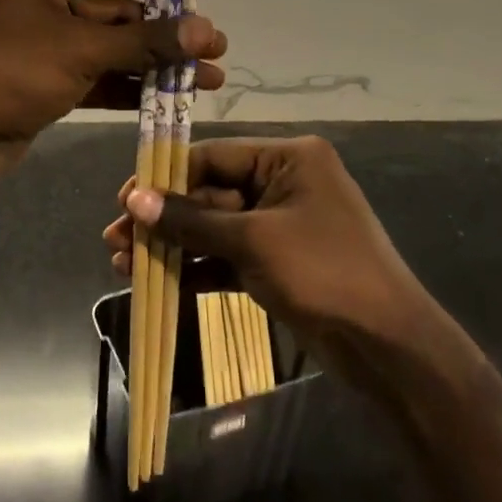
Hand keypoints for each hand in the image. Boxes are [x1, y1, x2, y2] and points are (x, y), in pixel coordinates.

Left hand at [0, 0, 226, 185]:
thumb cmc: (7, 69)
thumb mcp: (80, 49)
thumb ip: (145, 41)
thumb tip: (206, 32)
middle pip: (116, 9)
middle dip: (165, 31)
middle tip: (215, 46)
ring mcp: (42, 40)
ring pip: (110, 47)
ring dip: (154, 63)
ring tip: (209, 78)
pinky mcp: (45, 79)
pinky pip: (96, 74)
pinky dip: (130, 86)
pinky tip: (172, 96)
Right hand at [103, 136, 439, 359]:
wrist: (386, 345)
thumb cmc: (324, 273)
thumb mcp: (253, 241)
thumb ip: (191, 220)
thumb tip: (134, 199)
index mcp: (289, 158)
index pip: (213, 156)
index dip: (165, 177)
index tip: (124, 200)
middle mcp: (285, 183)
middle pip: (209, 194)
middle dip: (163, 219)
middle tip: (115, 239)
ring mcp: (281, 226)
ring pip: (214, 229)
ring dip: (173, 246)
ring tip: (123, 264)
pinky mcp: (278, 263)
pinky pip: (228, 257)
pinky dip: (196, 269)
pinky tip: (156, 283)